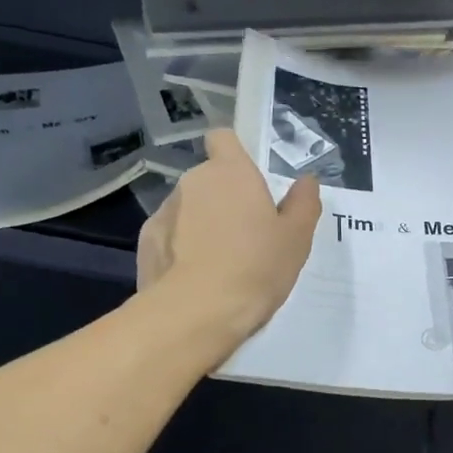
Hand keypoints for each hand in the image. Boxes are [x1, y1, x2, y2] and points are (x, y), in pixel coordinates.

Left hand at [137, 129, 321, 344]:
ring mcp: (164, 212)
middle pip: (209, 179)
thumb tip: (307, 180)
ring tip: (219, 262)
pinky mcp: (145, 243)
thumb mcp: (296, 238)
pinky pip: (169, 236)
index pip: (223, 138)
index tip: (248, 179)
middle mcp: (193, 182)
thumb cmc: (255, 268)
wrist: (196, 314)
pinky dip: (180, 249)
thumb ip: (303, 203)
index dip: (233, 152)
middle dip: (223, 198)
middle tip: (246, 234)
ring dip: (200, 224)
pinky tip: (195, 278)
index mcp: (231, 172)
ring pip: (187, 208)